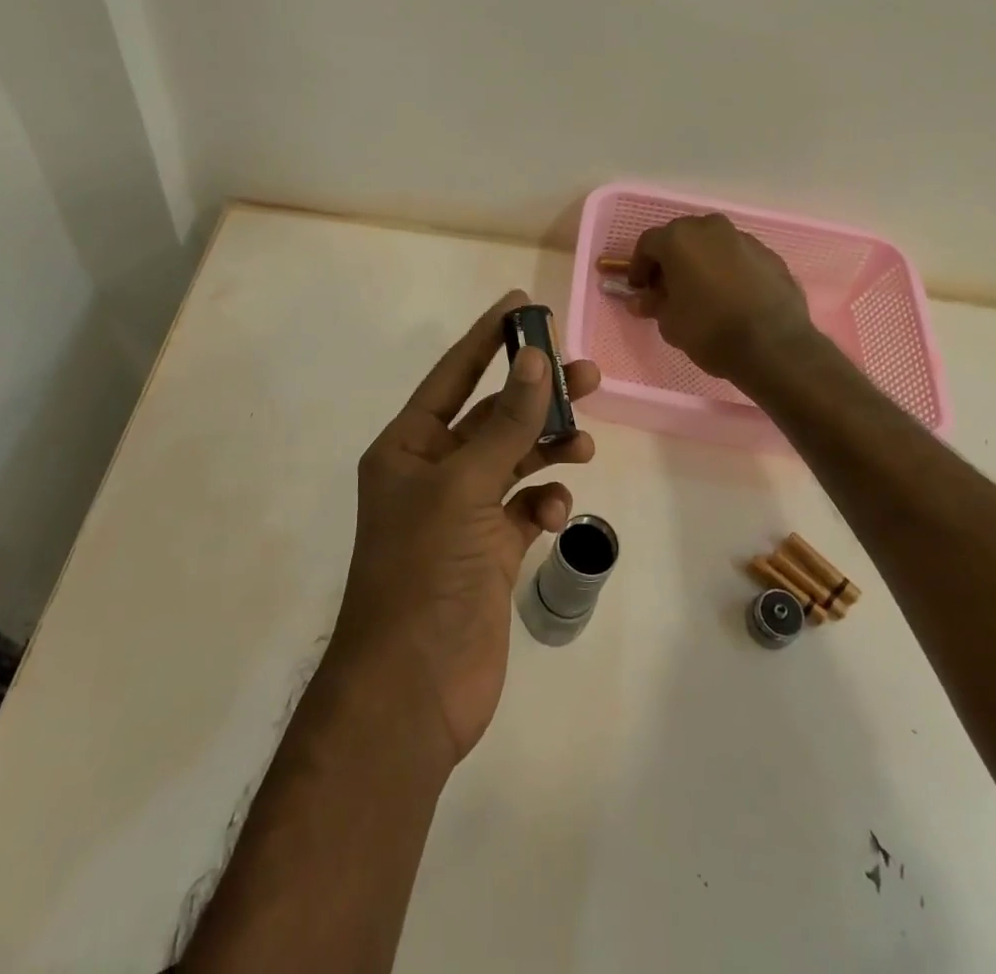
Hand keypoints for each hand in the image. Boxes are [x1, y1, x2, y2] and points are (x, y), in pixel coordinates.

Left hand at [334, 291, 599, 766]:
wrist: (412, 689)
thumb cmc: (424, 573)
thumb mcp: (465, 487)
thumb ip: (506, 424)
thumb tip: (535, 360)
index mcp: (408, 447)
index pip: (453, 375)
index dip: (487, 339)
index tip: (520, 305)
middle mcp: (432, 472)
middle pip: (492, 416)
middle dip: (536, 395)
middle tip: (587, 374)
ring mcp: (461, 514)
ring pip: (514, 460)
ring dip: (548, 447)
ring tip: (583, 443)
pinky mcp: (489, 551)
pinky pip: (523, 508)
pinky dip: (544, 502)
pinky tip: (556, 511)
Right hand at [628, 214, 816, 381]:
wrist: (773, 345)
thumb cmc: (709, 329)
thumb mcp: (669, 322)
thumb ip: (653, 304)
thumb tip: (641, 299)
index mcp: (679, 238)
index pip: (648, 244)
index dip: (639, 266)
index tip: (639, 289)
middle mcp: (711, 228)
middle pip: (681, 237)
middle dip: (671, 260)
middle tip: (668, 288)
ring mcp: (744, 238)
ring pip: (713, 244)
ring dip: (702, 261)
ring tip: (702, 292)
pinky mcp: (770, 254)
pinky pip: (739, 257)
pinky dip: (729, 269)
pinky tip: (731, 296)